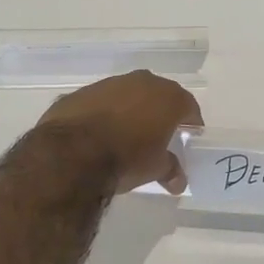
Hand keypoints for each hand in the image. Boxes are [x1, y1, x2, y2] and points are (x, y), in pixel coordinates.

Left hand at [37, 70, 201, 194]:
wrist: (72, 152)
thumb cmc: (126, 158)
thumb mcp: (154, 169)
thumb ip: (170, 170)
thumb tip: (178, 182)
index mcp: (167, 97)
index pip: (188, 106)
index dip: (190, 121)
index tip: (189, 134)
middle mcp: (142, 82)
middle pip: (159, 94)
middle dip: (161, 111)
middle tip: (160, 133)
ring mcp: (110, 83)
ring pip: (128, 93)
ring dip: (131, 109)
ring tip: (126, 133)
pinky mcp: (83, 91)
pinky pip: (101, 101)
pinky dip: (104, 112)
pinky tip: (98, 132)